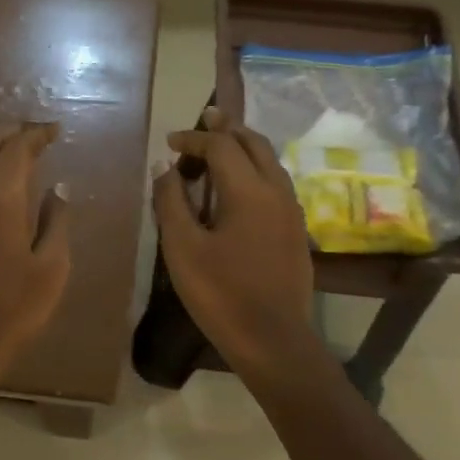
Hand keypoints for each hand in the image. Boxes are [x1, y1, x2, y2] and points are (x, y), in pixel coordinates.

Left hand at [0, 122, 71, 388]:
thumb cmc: (12, 311)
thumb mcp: (51, 270)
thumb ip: (57, 222)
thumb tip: (59, 187)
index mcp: (0, 200)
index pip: (17, 149)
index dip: (35, 134)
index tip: (52, 132)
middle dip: (7, 134)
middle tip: (28, 137)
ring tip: (0, 153)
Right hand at [153, 107, 317, 376]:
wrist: (273, 340)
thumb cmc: (220, 293)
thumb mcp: (182, 247)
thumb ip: (171, 201)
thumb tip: (164, 167)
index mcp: (249, 190)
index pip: (220, 146)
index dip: (193, 139)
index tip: (169, 144)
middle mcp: (277, 190)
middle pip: (254, 143)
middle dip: (226, 129)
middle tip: (205, 119)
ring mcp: (292, 211)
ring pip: (270, 161)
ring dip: (243, 148)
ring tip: (220, 148)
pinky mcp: (296, 230)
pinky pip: (276, 182)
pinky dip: (255, 169)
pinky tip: (239, 187)